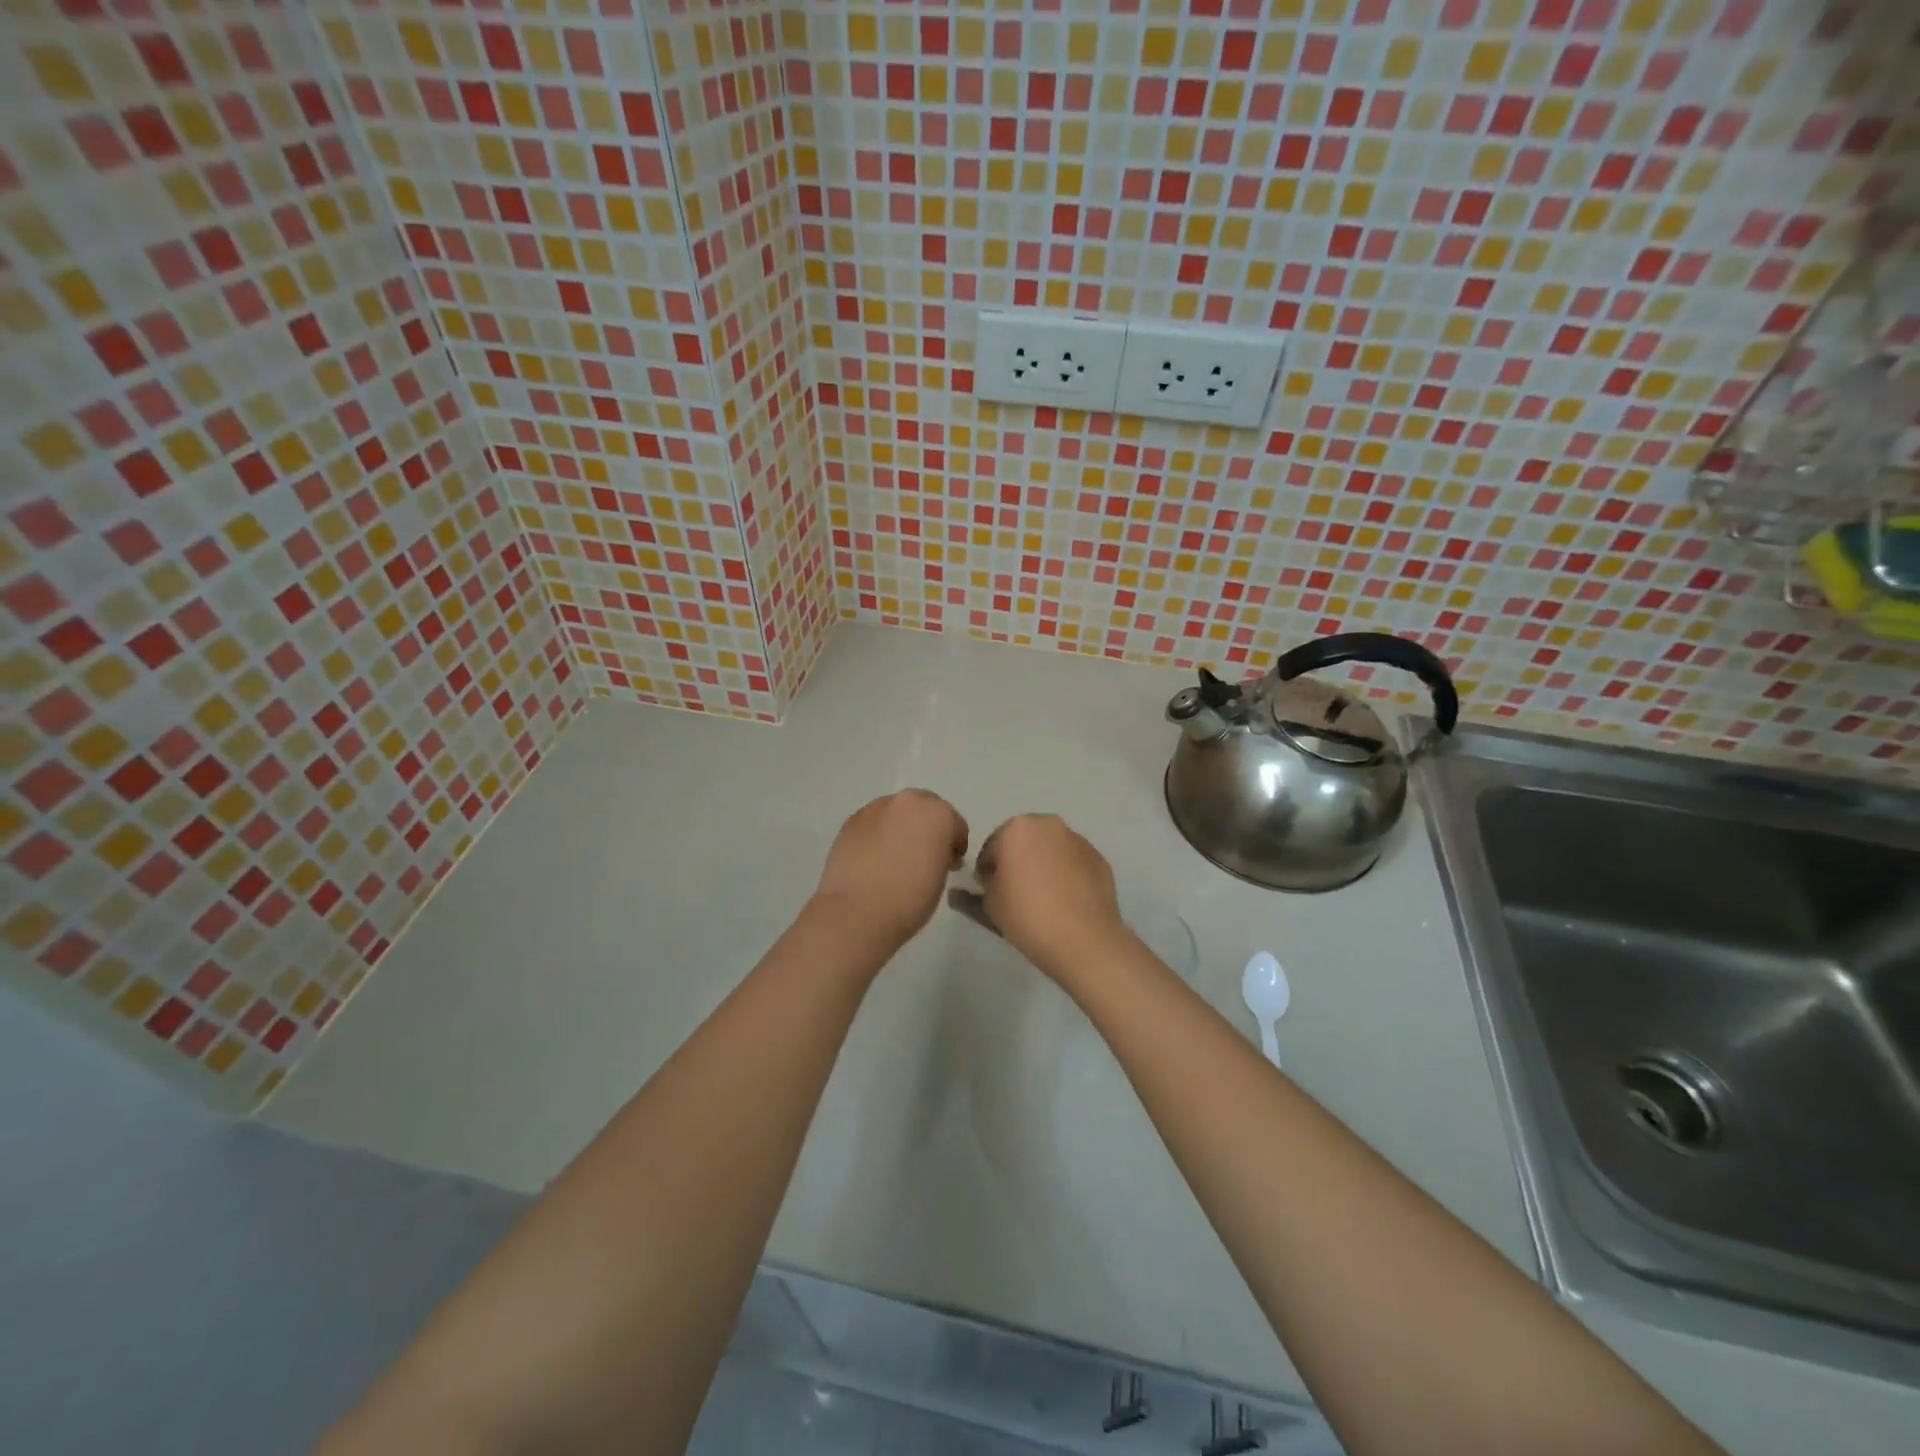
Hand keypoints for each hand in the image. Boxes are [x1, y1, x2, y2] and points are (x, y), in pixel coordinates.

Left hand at [813, 789, 968, 950]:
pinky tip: (873, 859)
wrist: (856, 913)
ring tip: (894, 857)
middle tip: (923, 855)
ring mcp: (875, 809)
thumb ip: (942, 854)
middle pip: (923, 808)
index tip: (950, 863)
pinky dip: (877, 835)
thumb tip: (932, 852)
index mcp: (938, 814)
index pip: (954, 823)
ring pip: (895, 813)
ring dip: (899, 828)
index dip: (954, 844)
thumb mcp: (941, 876)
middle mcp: (907, 802)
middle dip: (926, 827)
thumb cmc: (910, 900)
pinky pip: (872, 824)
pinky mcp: (850, 821)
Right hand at [977, 814, 1124, 981]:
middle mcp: (1049, 825)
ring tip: (1043, 899)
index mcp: (1017, 828)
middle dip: (1017, 861)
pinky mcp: (1099, 858)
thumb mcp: (990, 905)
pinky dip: (1066, 874)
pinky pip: (1073, 862)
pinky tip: (1066, 901)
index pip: (991, 848)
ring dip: (1043, 865)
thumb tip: (965, 889)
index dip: (986, 872)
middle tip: (1015, 894)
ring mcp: (1078, 840)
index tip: (989, 893)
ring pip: (1051, 849)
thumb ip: (975, 891)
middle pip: (1023, 841)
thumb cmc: (1027, 916)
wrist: (1083, 939)